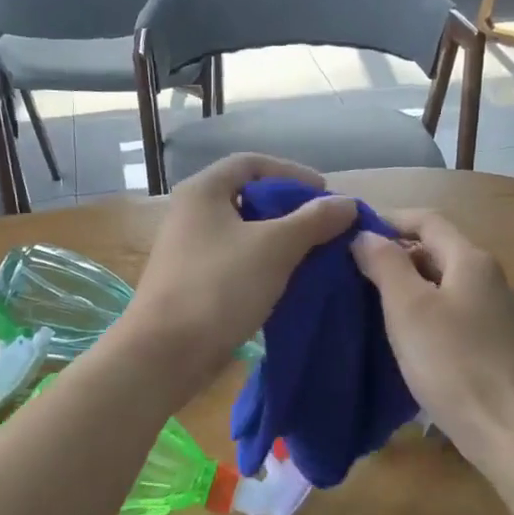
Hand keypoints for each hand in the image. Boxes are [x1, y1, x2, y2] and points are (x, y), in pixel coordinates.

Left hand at [116, 154, 356, 403]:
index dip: (292, 172)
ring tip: (314, 255)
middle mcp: (190, 214)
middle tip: (324, 226)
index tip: (325, 193)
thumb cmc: (219, 287)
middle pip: (247, 197)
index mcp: (203, 192)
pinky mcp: (193, 283)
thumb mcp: (274, 248)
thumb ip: (313, 221)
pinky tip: (288, 282)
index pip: (252, 163)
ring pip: (243, 233)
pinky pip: (236, 262)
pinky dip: (264, 265)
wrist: (166, 351)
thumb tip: (347, 203)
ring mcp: (189, 250)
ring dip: (279, 240)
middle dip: (289, 209)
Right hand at [352, 211, 513, 470]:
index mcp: (471, 260)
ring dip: (409, 286)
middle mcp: (490, 278)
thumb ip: (385, 264)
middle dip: (396, 255)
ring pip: (445, 284)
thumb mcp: (409, 308)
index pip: (427, 220)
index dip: (389, 220)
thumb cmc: (454, 363)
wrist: (512, 431)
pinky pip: (454, 313)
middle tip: (353, 273)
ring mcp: (498, 313)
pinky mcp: (497, 344)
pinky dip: (426, 313)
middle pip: (438, 251)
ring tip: (371, 304)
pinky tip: (406, 337)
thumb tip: (365, 235)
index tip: (351, 233)